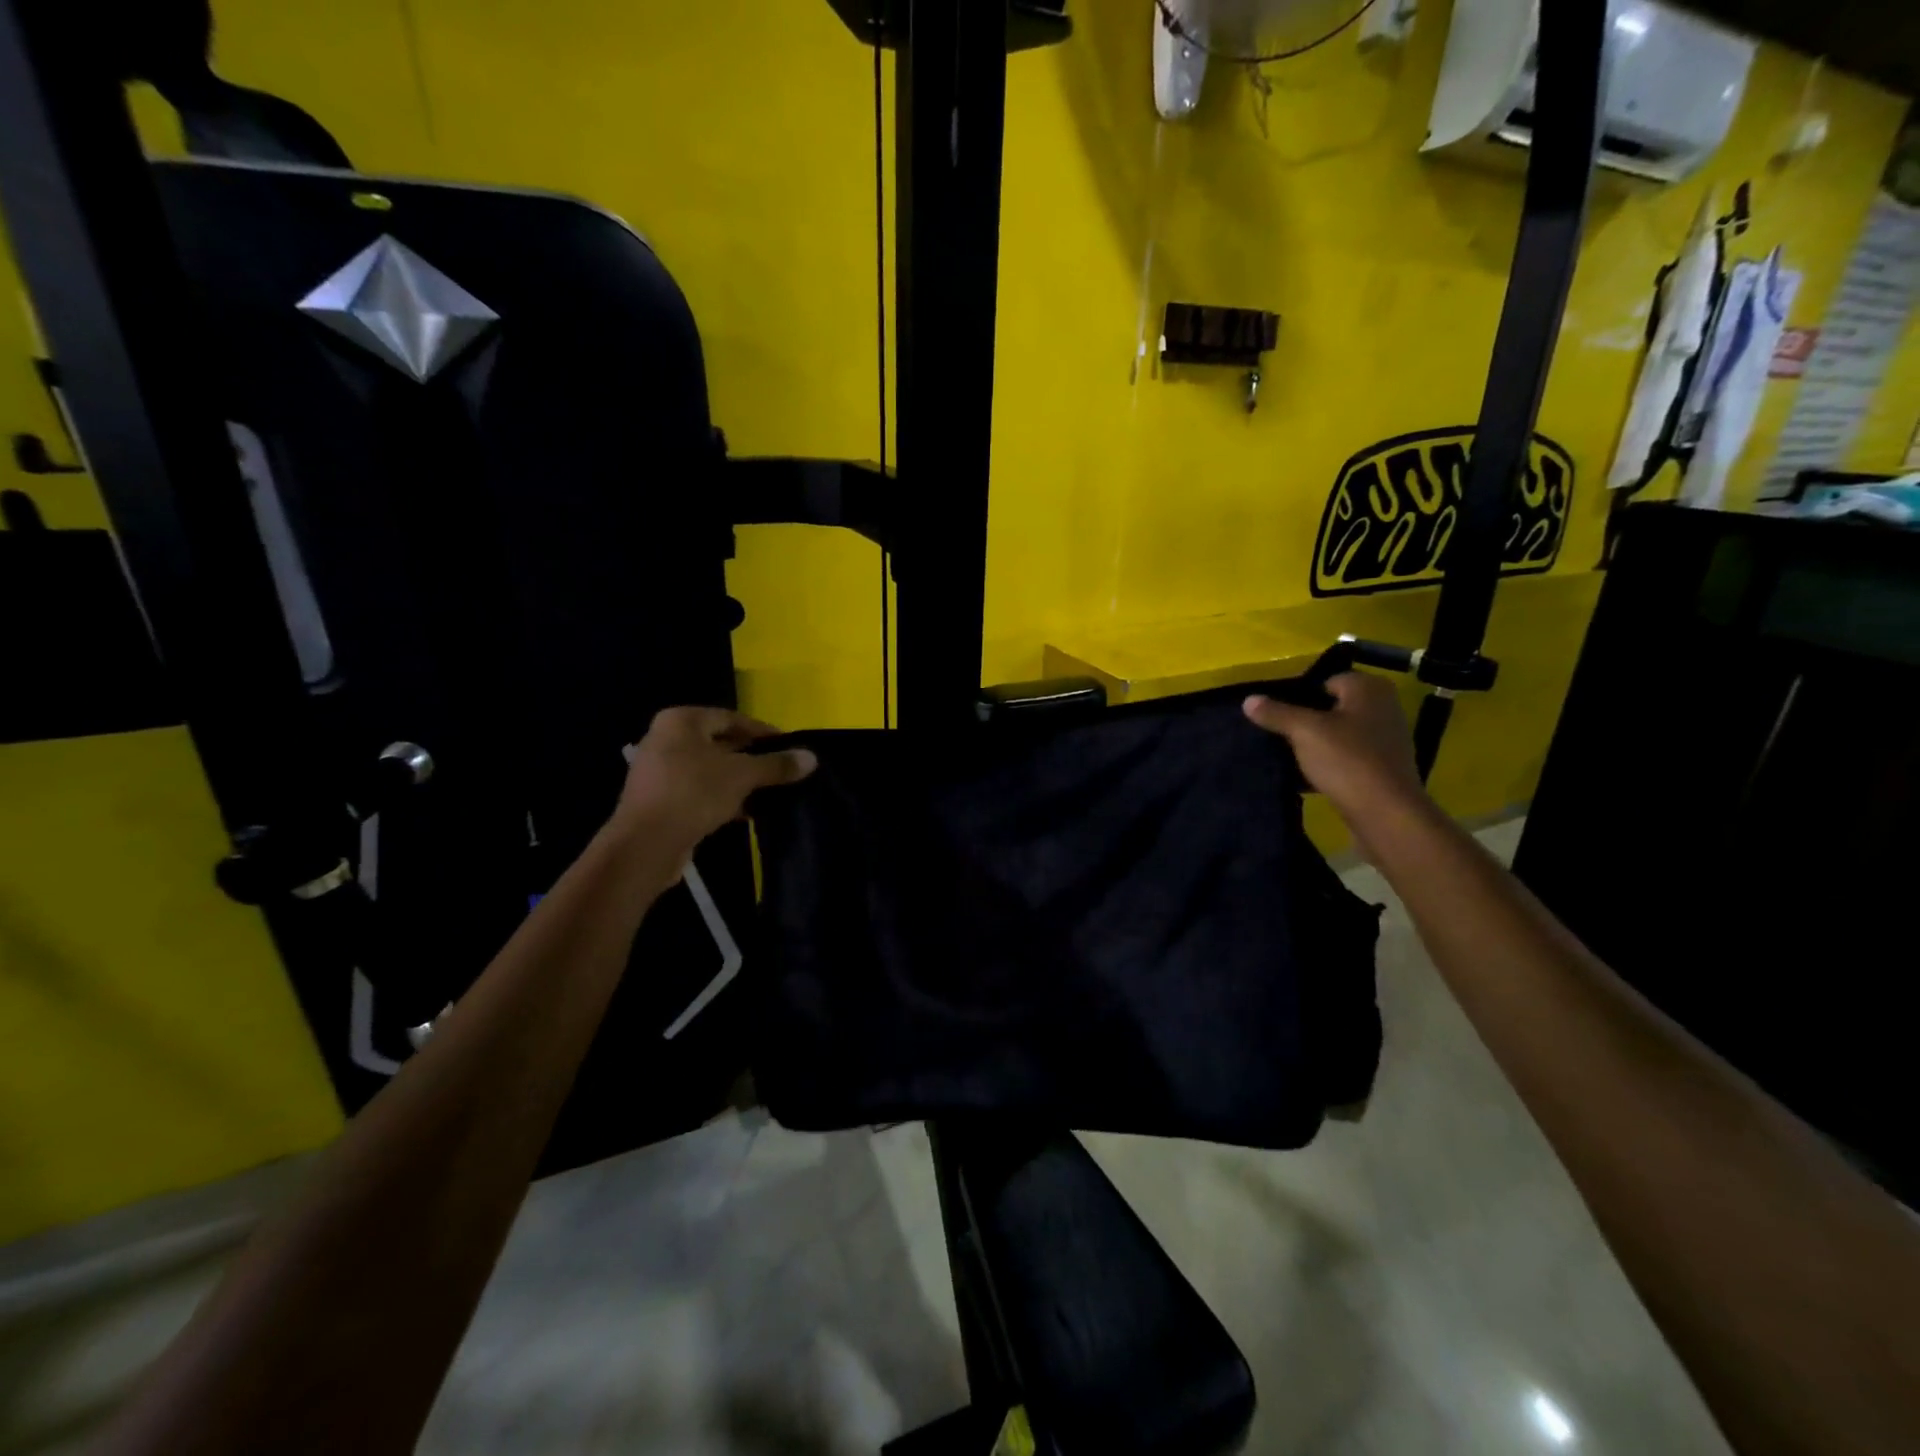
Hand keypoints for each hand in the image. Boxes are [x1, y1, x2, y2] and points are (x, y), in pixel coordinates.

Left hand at [610, 707, 816, 868]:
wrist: (646, 844)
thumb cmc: (694, 793)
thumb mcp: (742, 775)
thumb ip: (776, 764)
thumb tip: (812, 758)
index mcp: (681, 721)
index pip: (731, 718)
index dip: (762, 732)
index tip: (788, 747)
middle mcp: (665, 739)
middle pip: (720, 743)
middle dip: (751, 758)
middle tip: (781, 769)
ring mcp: (659, 770)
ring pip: (710, 770)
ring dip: (738, 781)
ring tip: (769, 793)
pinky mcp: (659, 800)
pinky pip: (698, 791)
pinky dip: (721, 797)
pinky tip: (746, 812)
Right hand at [1243, 672, 1426, 828]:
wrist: (1386, 812)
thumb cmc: (1346, 759)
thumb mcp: (1303, 731)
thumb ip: (1276, 713)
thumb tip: (1249, 699)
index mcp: (1369, 688)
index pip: (1326, 680)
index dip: (1300, 694)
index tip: (1278, 712)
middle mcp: (1384, 707)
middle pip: (1333, 707)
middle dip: (1307, 719)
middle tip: (1279, 733)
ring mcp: (1387, 738)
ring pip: (1340, 733)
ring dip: (1317, 743)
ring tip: (1289, 755)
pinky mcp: (1384, 767)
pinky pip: (1348, 756)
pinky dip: (1330, 763)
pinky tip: (1309, 776)